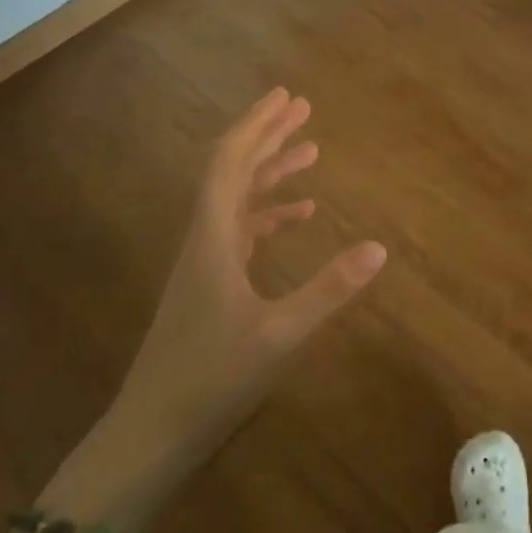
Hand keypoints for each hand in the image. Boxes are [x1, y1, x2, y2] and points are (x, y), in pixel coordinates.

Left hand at [115, 88, 386, 452]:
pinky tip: (300, 214)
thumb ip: (329, 289)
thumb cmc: (211, 379)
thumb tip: (380, 247)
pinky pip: (243, 231)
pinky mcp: (211, 286)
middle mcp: (205, 240)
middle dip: (267, 137)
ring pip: (238, 200)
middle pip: (233, 172)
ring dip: (271, 172)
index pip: (230, 163)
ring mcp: (205, 264)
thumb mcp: (279, 334)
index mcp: (213, 238)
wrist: (151, 435)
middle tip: (302, 108)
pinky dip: (271, 213)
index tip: (286, 97)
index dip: (257, 126)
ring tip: (310, 151)